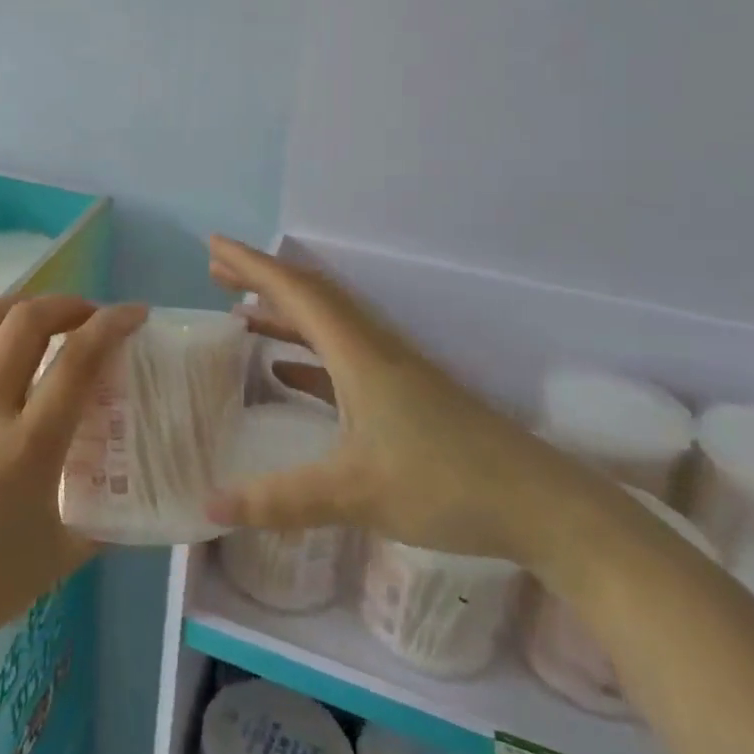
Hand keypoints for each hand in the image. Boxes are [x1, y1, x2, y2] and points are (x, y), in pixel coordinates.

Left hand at [0, 295, 147, 679]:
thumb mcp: (57, 559)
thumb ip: (100, 517)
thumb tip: (128, 487)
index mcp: (27, 448)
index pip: (79, 361)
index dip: (112, 325)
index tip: (133, 313)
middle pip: (26, 322)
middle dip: (66, 304)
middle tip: (85, 316)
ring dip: (15, 308)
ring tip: (34, 320)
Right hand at [205, 236, 582, 562]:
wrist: (543, 506)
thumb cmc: (446, 484)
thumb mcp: (355, 494)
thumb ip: (280, 501)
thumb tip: (210, 507)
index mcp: (358, 353)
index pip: (297, 292)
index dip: (252, 265)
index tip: (213, 246)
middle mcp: (373, 349)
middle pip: (310, 296)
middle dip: (262, 278)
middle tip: (216, 271)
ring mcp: (392, 371)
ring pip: (327, 325)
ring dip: (283, 312)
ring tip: (239, 311)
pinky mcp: (404, 395)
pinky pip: (341, 357)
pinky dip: (306, 351)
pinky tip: (284, 370)